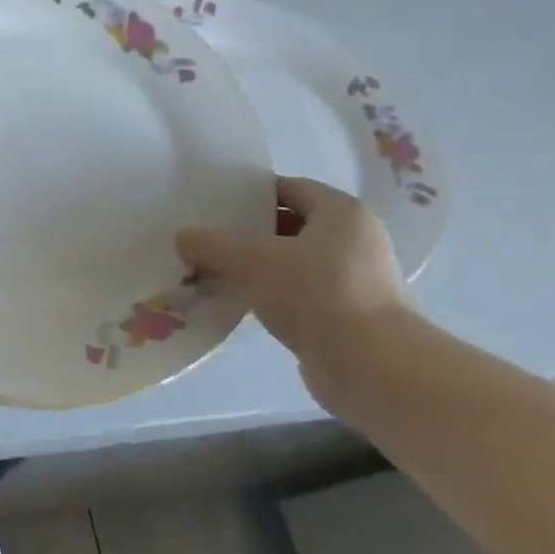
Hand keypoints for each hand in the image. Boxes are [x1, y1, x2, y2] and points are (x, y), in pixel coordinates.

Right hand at [176, 177, 410, 378]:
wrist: (371, 365)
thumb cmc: (316, 293)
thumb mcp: (252, 260)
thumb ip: (212, 244)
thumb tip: (183, 238)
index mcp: (341, 213)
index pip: (290, 188)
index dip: (252, 193)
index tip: (215, 204)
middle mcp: (354, 241)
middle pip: (290, 226)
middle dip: (247, 233)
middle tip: (206, 240)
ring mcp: (354, 280)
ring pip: (291, 263)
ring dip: (255, 268)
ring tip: (212, 273)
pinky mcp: (346, 315)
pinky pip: (297, 294)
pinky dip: (268, 295)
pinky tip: (237, 303)